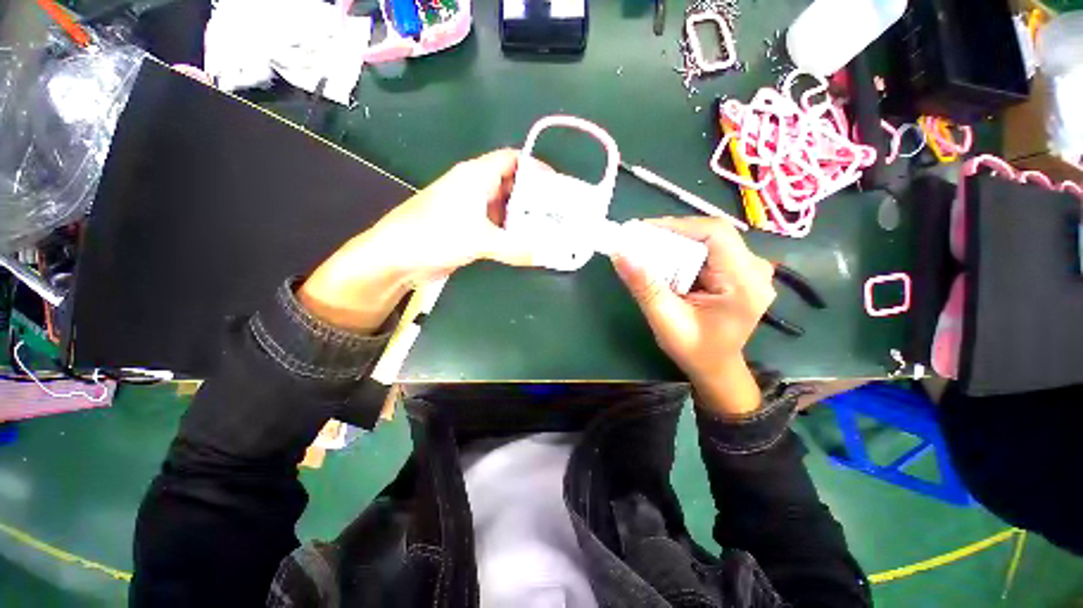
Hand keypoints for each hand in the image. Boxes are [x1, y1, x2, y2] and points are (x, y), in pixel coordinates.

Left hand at [298, 149, 541, 331]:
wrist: (395, 258)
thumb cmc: (434, 236)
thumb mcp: (478, 240)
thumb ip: (515, 248)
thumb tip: (547, 255)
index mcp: (475, 176)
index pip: (512, 159)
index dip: (535, 167)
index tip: (557, 186)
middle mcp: (474, 188)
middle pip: (511, 183)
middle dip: (534, 196)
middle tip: (557, 212)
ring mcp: (469, 209)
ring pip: (504, 207)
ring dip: (523, 217)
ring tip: (546, 229)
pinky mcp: (466, 228)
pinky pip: (495, 225)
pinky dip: (510, 232)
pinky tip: (524, 243)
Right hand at [609, 217, 776, 415]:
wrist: (716, 367)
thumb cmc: (694, 350)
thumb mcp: (665, 319)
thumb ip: (644, 286)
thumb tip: (620, 252)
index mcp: (744, 282)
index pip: (716, 233)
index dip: (678, 225)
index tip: (643, 230)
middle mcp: (755, 269)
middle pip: (711, 235)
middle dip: (673, 236)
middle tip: (640, 243)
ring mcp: (751, 269)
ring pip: (709, 241)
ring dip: (677, 244)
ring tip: (649, 253)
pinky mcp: (740, 271)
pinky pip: (710, 251)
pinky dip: (685, 253)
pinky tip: (668, 264)